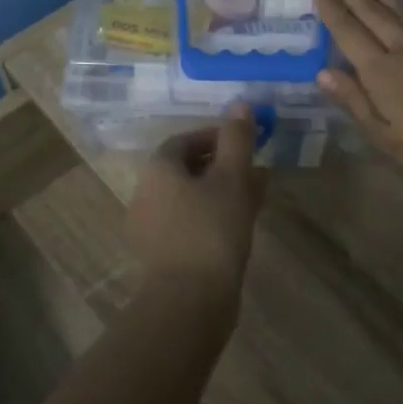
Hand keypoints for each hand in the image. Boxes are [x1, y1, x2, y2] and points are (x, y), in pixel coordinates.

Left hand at [126, 101, 265, 298]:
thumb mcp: (231, 178)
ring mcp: (151, 227)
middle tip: (254, 169)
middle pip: (186, 169)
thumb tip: (240, 102)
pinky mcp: (162, 255)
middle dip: (222, 165)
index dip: (215, 137)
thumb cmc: (212, 230)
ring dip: (221, 191)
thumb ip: (236, 139)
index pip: (184, 141)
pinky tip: (241, 225)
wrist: (190, 301)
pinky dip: (214, 216)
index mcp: (157, 170)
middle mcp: (146, 194)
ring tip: (256, 196)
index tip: (244, 142)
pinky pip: (190, 223)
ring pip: (190, 198)